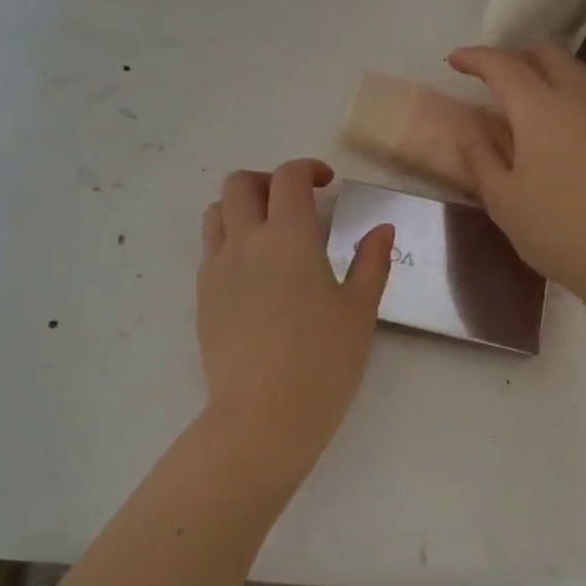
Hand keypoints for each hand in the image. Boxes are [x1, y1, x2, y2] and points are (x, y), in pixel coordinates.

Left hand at [197, 159, 394, 476]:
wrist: (262, 416)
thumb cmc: (322, 363)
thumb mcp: (359, 312)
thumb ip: (371, 263)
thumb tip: (382, 229)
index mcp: (288, 237)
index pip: (288, 177)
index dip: (308, 169)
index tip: (326, 183)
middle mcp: (245, 242)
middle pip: (240, 183)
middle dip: (268, 181)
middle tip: (294, 203)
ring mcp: (217, 269)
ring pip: (216, 212)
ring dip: (241, 207)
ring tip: (268, 232)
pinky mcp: (203, 297)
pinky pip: (210, 250)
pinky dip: (230, 242)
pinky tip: (254, 274)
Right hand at [447, 45, 585, 313]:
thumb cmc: (557, 229)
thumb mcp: (502, 200)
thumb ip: (481, 160)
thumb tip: (471, 134)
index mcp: (539, 108)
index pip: (503, 66)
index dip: (475, 58)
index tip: (453, 61)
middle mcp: (575, 98)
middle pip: (546, 55)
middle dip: (514, 56)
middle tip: (489, 78)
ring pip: (573, 70)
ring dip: (544, 71)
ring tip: (522, 97)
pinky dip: (565, 91)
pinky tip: (554, 122)